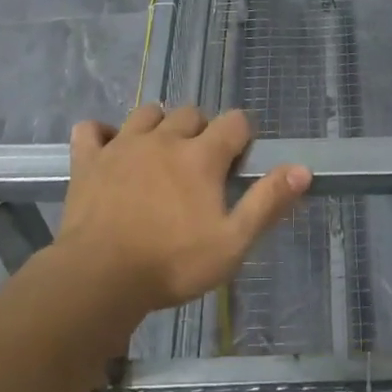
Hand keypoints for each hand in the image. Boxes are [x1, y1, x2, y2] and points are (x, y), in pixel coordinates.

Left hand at [54, 104, 309, 315]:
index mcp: (201, 156)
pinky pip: (91, 129)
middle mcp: (164, 139)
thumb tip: (303, 169)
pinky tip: (109, 150)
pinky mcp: (88, 160)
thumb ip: (268, 202)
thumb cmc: (173, 264)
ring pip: (147, 113)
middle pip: (191, 113)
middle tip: (201, 165)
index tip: (240, 160)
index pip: (235, 121)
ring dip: (159, 125)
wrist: (99, 278)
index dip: (243, 135)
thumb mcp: (233, 242)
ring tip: (161, 153)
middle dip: (202, 130)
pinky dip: (102, 133)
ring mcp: (122, 145)